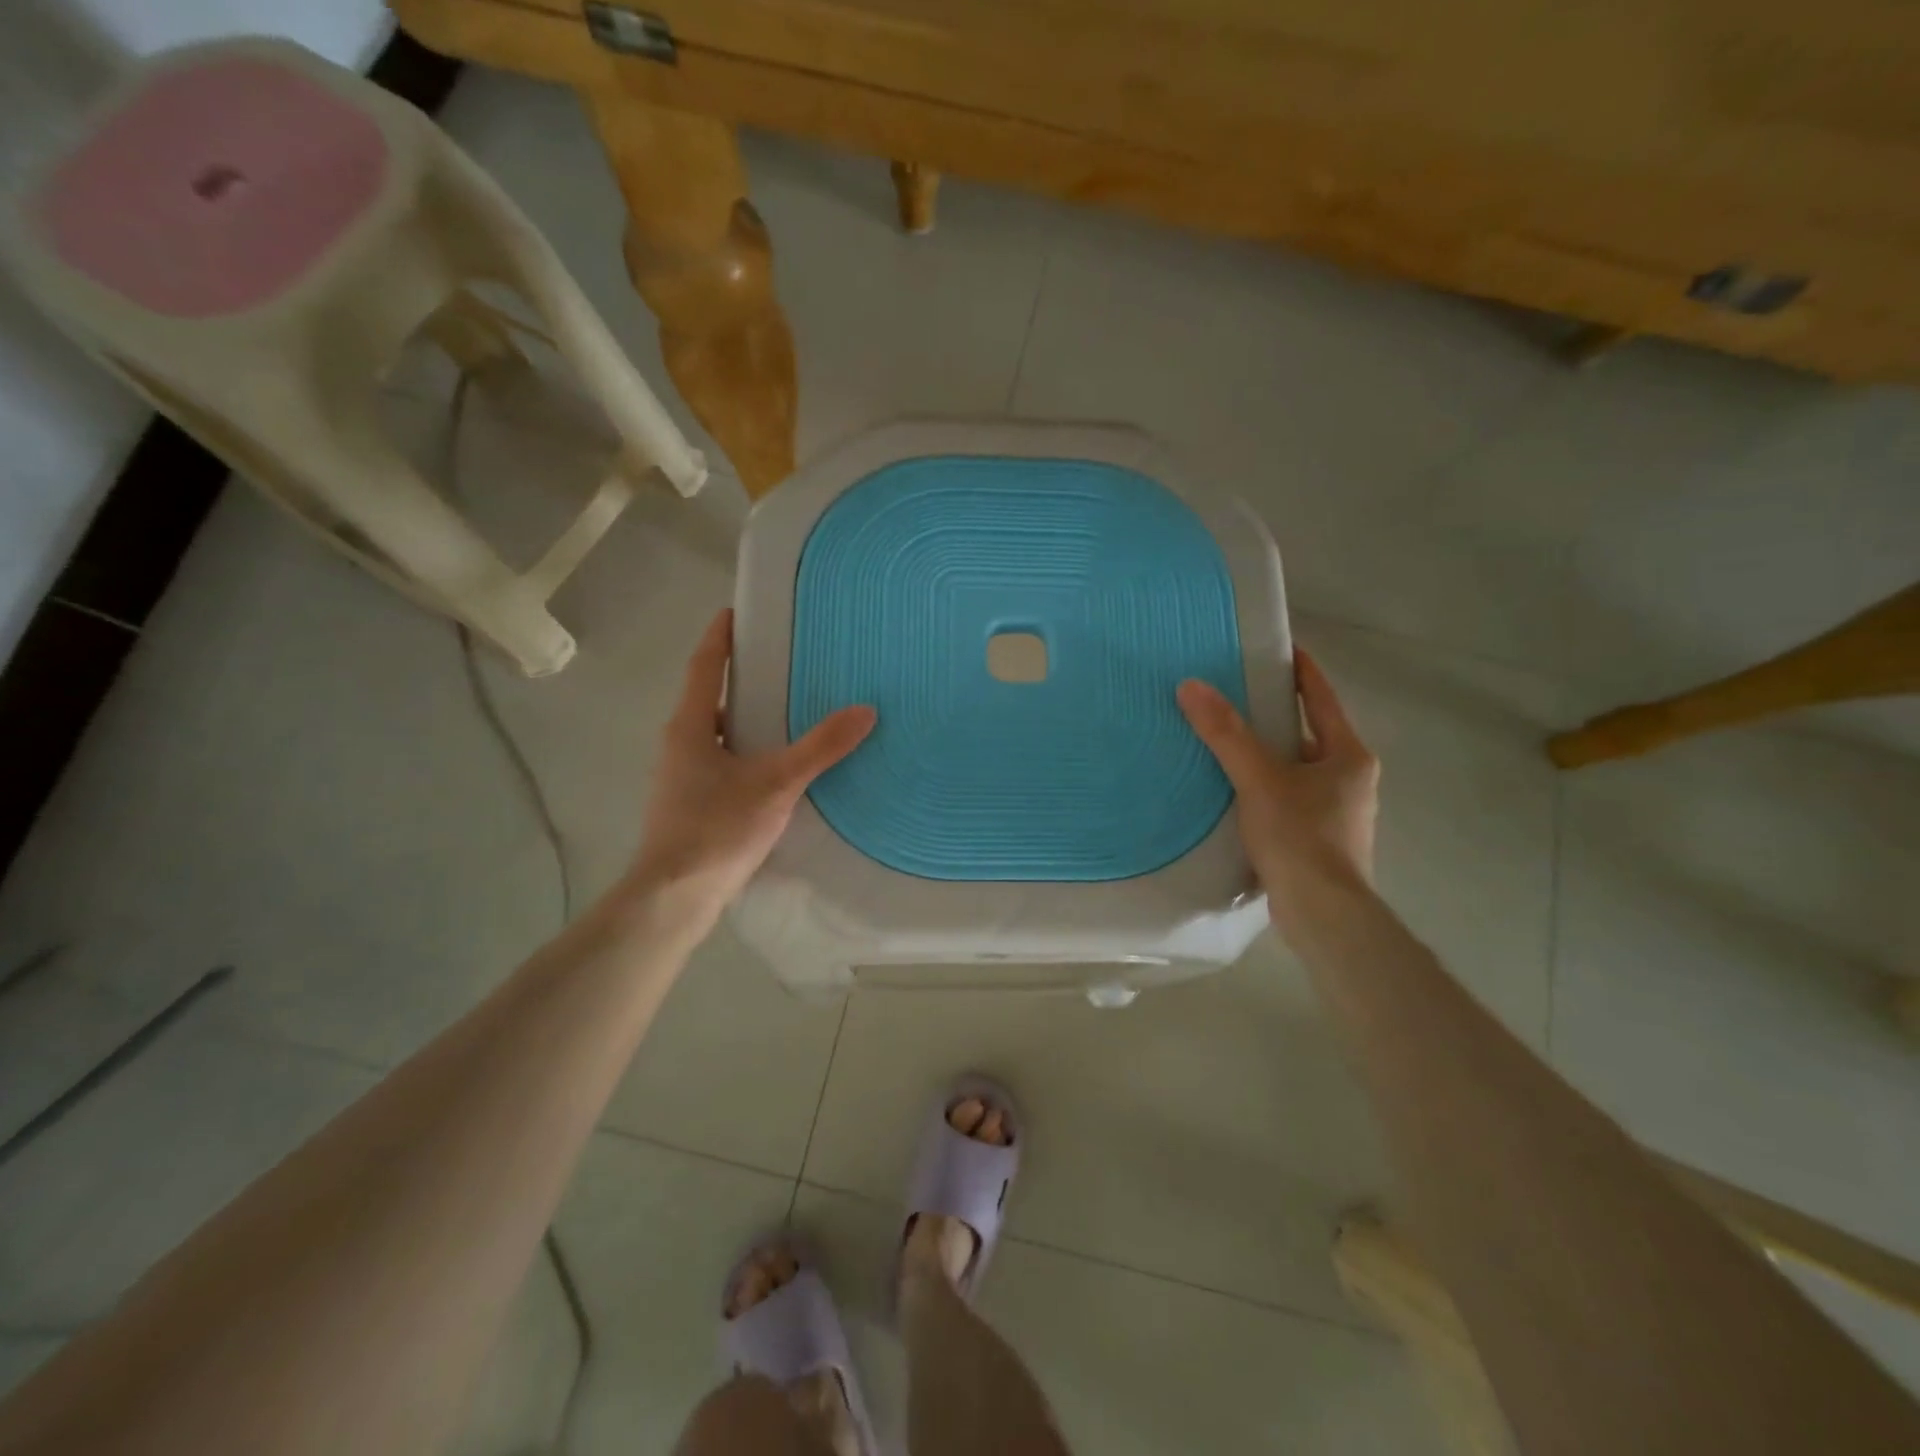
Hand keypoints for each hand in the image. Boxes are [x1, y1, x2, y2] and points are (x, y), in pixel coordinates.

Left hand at [628, 609, 875, 917]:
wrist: (674, 896)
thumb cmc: (717, 828)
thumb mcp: (776, 783)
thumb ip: (820, 747)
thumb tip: (865, 711)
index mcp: (689, 726)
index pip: (704, 666)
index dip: (720, 637)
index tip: (737, 611)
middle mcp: (679, 744)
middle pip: (711, 698)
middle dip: (743, 678)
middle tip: (783, 662)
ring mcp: (681, 777)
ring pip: (718, 733)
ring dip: (747, 718)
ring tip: (789, 711)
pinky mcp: (691, 804)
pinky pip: (723, 762)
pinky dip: (748, 752)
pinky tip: (778, 767)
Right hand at [1177, 650, 1379, 937]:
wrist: (1323, 913)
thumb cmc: (1300, 836)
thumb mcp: (1259, 779)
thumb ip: (1226, 734)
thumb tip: (1192, 686)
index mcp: (1349, 755)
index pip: (1322, 699)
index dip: (1301, 671)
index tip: (1279, 648)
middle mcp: (1351, 779)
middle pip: (1309, 734)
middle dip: (1276, 716)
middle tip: (1236, 696)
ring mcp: (1339, 812)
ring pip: (1298, 769)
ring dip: (1269, 755)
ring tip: (1227, 742)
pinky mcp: (1321, 841)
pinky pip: (1290, 798)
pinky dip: (1266, 787)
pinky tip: (1236, 793)